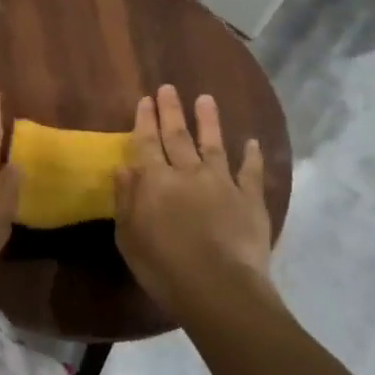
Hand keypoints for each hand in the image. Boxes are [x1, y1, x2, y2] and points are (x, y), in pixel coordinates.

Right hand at [114, 85, 270, 320]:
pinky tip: (251, 142)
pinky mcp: (250, 199)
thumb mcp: (129, 237)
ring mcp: (222, 183)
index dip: (145, 121)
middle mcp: (188, 173)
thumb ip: (126, 200)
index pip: (147, 143)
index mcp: (155, 182)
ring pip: (214, 144)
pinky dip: (251, 156)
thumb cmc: (163, 267)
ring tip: (206, 99)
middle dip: (171, 111)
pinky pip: (251, 171)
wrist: (218, 287)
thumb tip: (123, 168)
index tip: (145, 100)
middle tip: (169, 88)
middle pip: (177, 136)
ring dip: (208, 121)